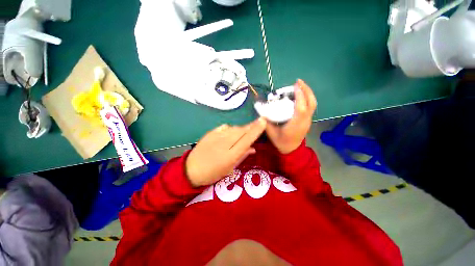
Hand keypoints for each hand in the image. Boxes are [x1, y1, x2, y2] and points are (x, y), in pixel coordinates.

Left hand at [186, 118, 266, 186]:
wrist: (191, 169)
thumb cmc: (212, 173)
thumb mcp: (230, 169)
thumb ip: (242, 156)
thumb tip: (253, 148)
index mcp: (231, 155)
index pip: (247, 139)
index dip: (256, 129)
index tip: (263, 121)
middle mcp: (224, 143)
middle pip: (242, 131)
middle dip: (251, 126)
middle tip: (258, 123)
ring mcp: (216, 136)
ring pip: (234, 128)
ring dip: (242, 128)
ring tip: (245, 132)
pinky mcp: (210, 132)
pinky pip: (225, 127)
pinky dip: (231, 129)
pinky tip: (231, 133)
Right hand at [266, 79, 316, 153]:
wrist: (291, 150)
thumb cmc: (281, 141)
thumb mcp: (271, 132)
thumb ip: (265, 121)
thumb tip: (260, 110)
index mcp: (295, 125)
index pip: (301, 108)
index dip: (300, 96)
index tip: (295, 85)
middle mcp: (305, 121)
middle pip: (311, 103)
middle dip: (307, 90)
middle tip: (298, 81)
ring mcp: (308, 121)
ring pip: (313, 104)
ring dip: (308, 93)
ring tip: (299, 86)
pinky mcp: (307, 120)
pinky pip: (310, 107)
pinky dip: (307, 98)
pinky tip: (300, 95)